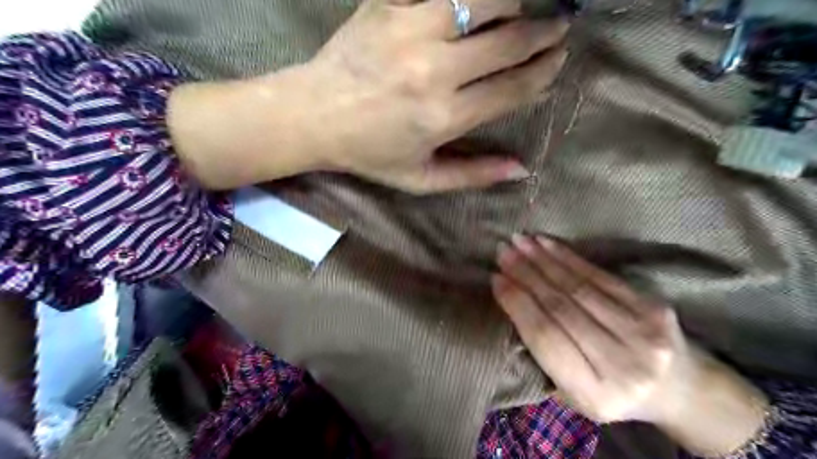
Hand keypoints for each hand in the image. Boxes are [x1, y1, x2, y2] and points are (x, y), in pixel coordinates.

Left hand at [310, 0, 569, 191]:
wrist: (313, 115)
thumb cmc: (369, 153)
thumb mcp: (420, 178)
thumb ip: (472, 175)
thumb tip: (522, 169)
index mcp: (444, 117)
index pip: (512, 89)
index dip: (542, 73)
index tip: (557, 62)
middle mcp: (434, 71)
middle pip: (508, 41)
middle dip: (542, 33)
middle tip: (558, 26)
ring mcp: (410, 30)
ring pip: (482, 0)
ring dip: (511, 2)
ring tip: (520, 9)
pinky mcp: (388, 4)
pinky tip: (476, 4)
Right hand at [494, 236, 770, 457]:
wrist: (680, 390)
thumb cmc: (614, 393)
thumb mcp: (574, 393)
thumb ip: (545, 356)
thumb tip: (514, 302)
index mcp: (594, 393)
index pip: (545, 337)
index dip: (518, 304)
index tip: (496, 279)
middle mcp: (621, 364)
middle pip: (561, 308)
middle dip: (526, 275)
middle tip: (503, 251)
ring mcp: (643, 333)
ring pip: (579, 287)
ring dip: (544, 260)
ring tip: (519, 241)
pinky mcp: (653, 308)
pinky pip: (601, 277)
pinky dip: (570, 258)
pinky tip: (548, 244)